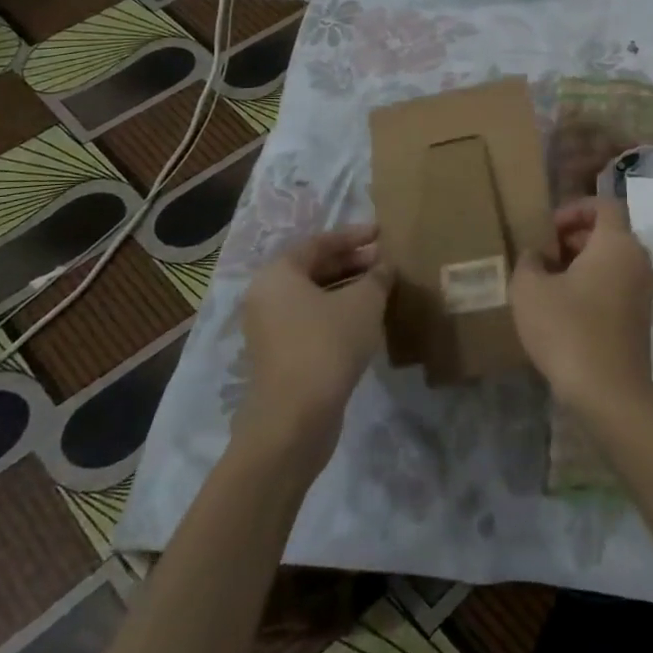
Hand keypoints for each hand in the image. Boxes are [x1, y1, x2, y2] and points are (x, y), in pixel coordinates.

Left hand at [234, 223, 391, 471]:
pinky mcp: (280, 356)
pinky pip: (312, 321)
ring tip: (381, 287)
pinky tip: (366, 319)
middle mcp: (266, 297)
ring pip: (314, 297)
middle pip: (313, 269)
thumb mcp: (363, 302)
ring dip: (347, 289)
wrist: (295, 420)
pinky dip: (338, 313)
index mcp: (278, 274)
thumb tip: (385, 266)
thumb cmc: (327, 344)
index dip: (353, 236)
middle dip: (351, 262)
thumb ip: (377, 277)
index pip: (319, 243)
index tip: (381, 233)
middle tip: (384, 260)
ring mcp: (270, 329)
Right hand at [510, 197, 652, 422]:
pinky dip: (595, 286)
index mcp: (617, 243)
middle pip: (609, 233)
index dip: (575, 209)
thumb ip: (529, 261)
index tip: (548, 229)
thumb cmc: (568, 330)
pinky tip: (566, 310)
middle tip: (544, 255)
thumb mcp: (529, 290)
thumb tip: (537, 255)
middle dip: (575, 238)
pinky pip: (617, 286)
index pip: (604, 206)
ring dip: (583, 264)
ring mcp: (644, 291)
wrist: (610, 393)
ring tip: (550, 283)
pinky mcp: (642, 319)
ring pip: (613, 261)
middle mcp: (638, 260)